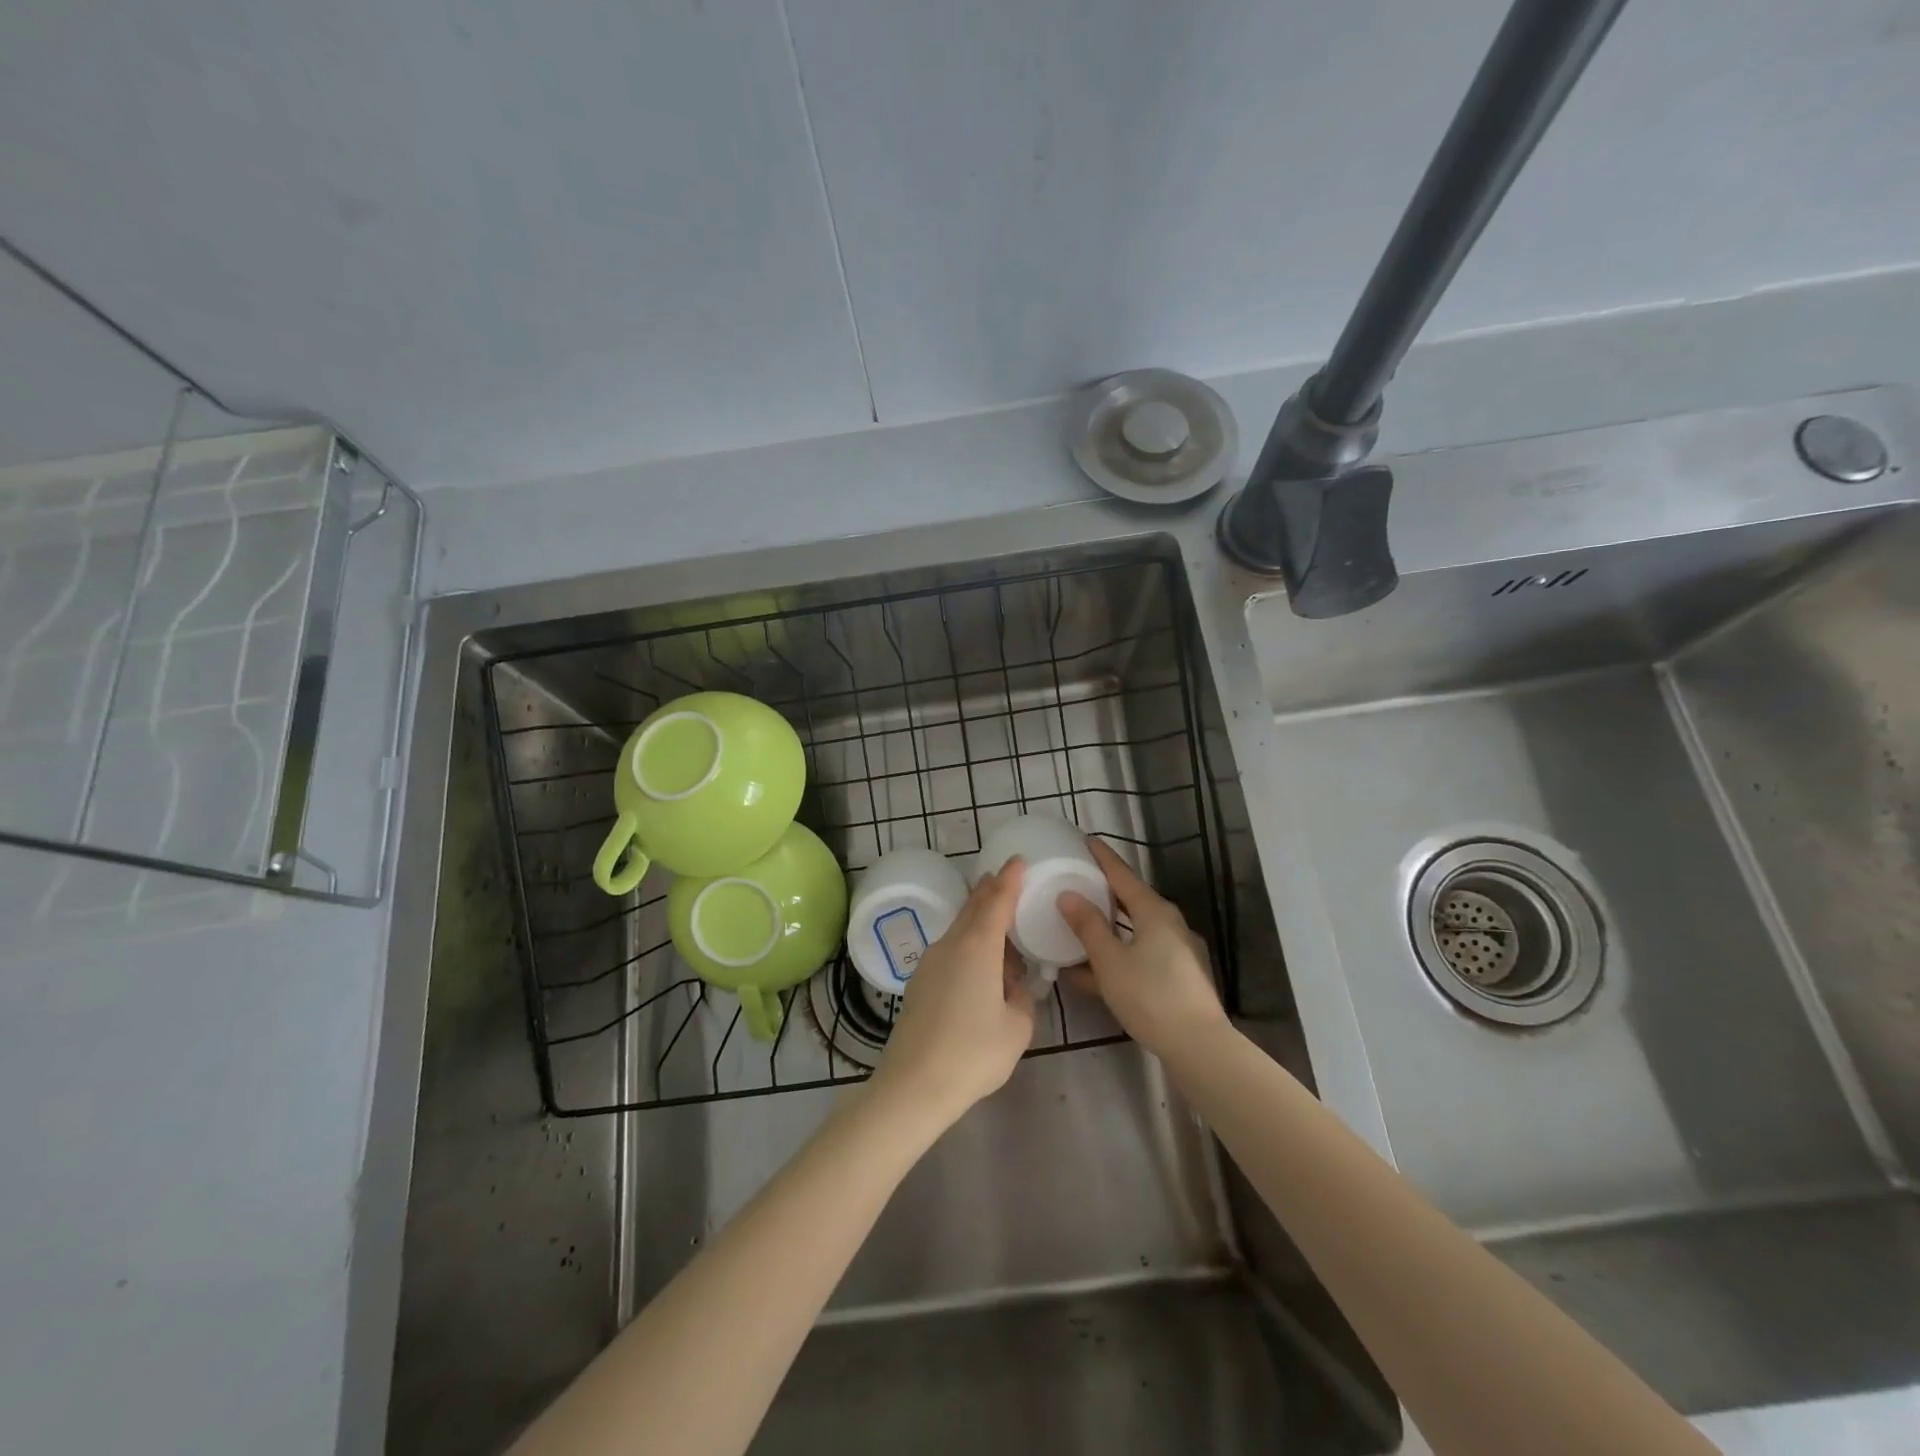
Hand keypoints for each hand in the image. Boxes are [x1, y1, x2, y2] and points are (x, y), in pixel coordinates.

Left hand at [869, 860, 1036, 1125]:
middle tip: (1005, 879)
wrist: (913, 1085)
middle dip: (990, 892)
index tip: (1016, 860)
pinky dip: (968, 947)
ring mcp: (930, 963)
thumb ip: (1021, 1000)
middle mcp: (951, 945)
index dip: (1009, 879)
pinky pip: (950, 951)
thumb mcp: (1016, 1028)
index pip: (996, 901)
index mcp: (978, 947)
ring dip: (980, 924)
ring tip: (1002, 935)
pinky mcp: (919, 983)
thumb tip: (1012, 989)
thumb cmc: (973, 1053)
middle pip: (972, 908)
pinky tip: (980, 971)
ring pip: (959, 931)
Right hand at [1057, 839, 1227, 1057]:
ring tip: (1079, 928)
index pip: (1122, 874)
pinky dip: (1118, 955)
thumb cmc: (1150, 996)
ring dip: (1108, 929)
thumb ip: (1088, 926)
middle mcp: (1170, 924)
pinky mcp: (1179, 977)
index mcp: (1154, 911)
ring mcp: (1178, 951)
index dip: (1102, 857)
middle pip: (1131, 901)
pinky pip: (1141, 954)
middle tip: (1078, 883)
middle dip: (1104, 893)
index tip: (1086, 840)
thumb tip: (1068, 895)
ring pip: (1134, 931)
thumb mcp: (1110, 961)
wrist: (1199, 1046)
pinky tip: (1092, 973)